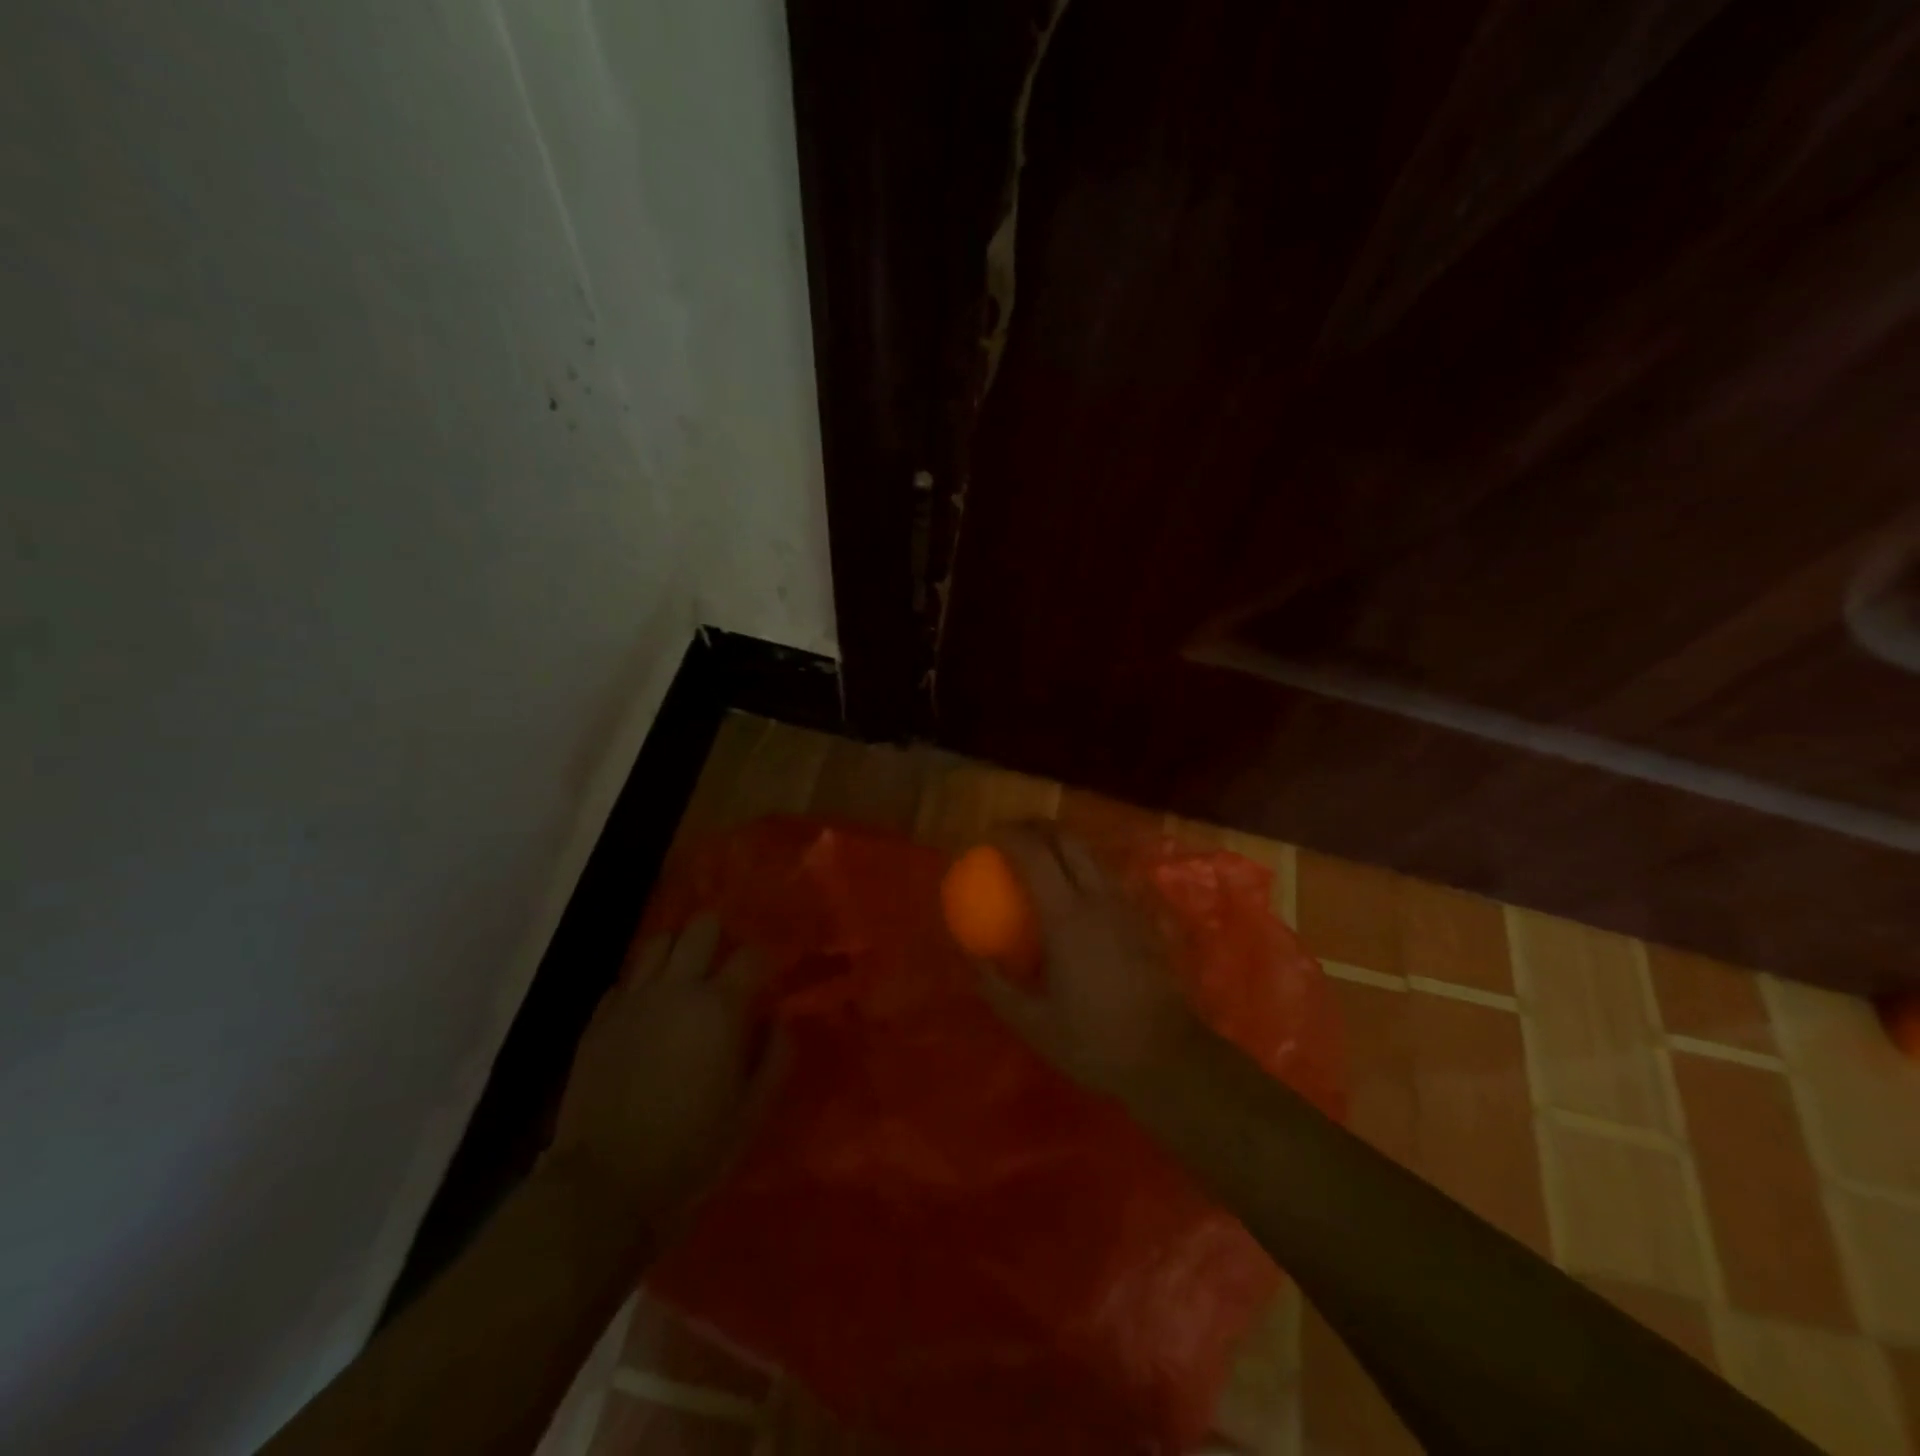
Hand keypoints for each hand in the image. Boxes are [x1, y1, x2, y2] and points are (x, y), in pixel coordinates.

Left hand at [550, 917, 778, 1226]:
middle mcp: (676, 989)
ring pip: (658, 942)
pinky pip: (624, 980)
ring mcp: (631, 1001)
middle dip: (719, 937)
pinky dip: (641, 985)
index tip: (766, 985)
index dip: (764, 964)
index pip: (751, 954)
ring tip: (685, 978)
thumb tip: (778, 1020)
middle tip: (725, 969)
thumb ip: (776, 1057)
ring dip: (678, 951)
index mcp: (720, 1007)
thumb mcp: (752, 1113)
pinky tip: (647, 1011)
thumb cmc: (690, 1153)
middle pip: (701, 927)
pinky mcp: (597, 1020)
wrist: (603, 1189)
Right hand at [975, 825, 1202, 1100]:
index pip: (1035, 855)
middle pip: (1068, 840)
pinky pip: (1109, 875)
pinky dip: (1085, 866)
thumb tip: (970, 954)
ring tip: (1042, 854)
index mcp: (1067, 917)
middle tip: (1014, 834)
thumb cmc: (1095, 1041)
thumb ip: (996, 984)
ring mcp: (1127, 905)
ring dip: (1064, 843)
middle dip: (1038, 827)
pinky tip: (1076, 890)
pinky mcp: (1144, 918)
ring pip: (1093, 854)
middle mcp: (1099, 899)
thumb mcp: (1031, 1021)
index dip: (1010, 836)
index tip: (989, 835)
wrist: (1168, 1057)